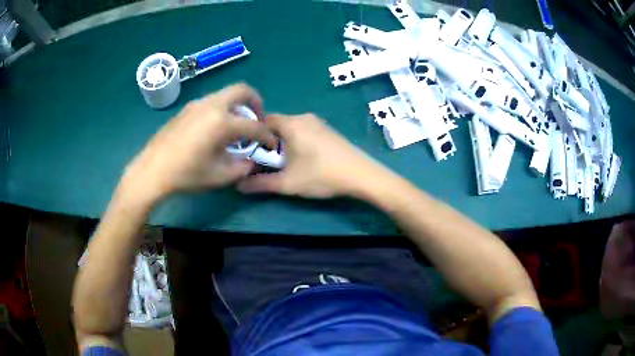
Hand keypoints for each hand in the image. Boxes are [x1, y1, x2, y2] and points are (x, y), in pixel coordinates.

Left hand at [122, 83, 276, 202]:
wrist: (152, 170)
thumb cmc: (186, 175)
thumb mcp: (219, 177)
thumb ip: (241, 168)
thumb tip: (250, 161)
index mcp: (222, 122)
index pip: (254, 125)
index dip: (267, 135)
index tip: (272, 143)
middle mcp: (211, 105)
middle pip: (241, 90)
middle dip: (256, 101)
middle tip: (257, 118)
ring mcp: (197, 104)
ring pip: (225, 94)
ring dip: (237, 105)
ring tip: (236, 126)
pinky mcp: (186, 109)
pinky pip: (211, 101)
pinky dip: (222, 109)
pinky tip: (215, 128)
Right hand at [238, 113, 388, 198]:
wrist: (361, 175)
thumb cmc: (321, 175)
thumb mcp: (288, 182)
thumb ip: (261, 184)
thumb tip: (240, 186)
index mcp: (292, 123)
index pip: (264, 120)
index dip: (254, 135)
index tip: (250, 151)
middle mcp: (304, 117)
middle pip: (278, 124)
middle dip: (269, 141)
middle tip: (265, 161)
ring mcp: (319, 123)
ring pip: (292, 128)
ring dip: (284, 142)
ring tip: (283, 162)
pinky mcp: (329, 130)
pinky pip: (305, 131)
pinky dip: (298, 141)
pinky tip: (304, 159)